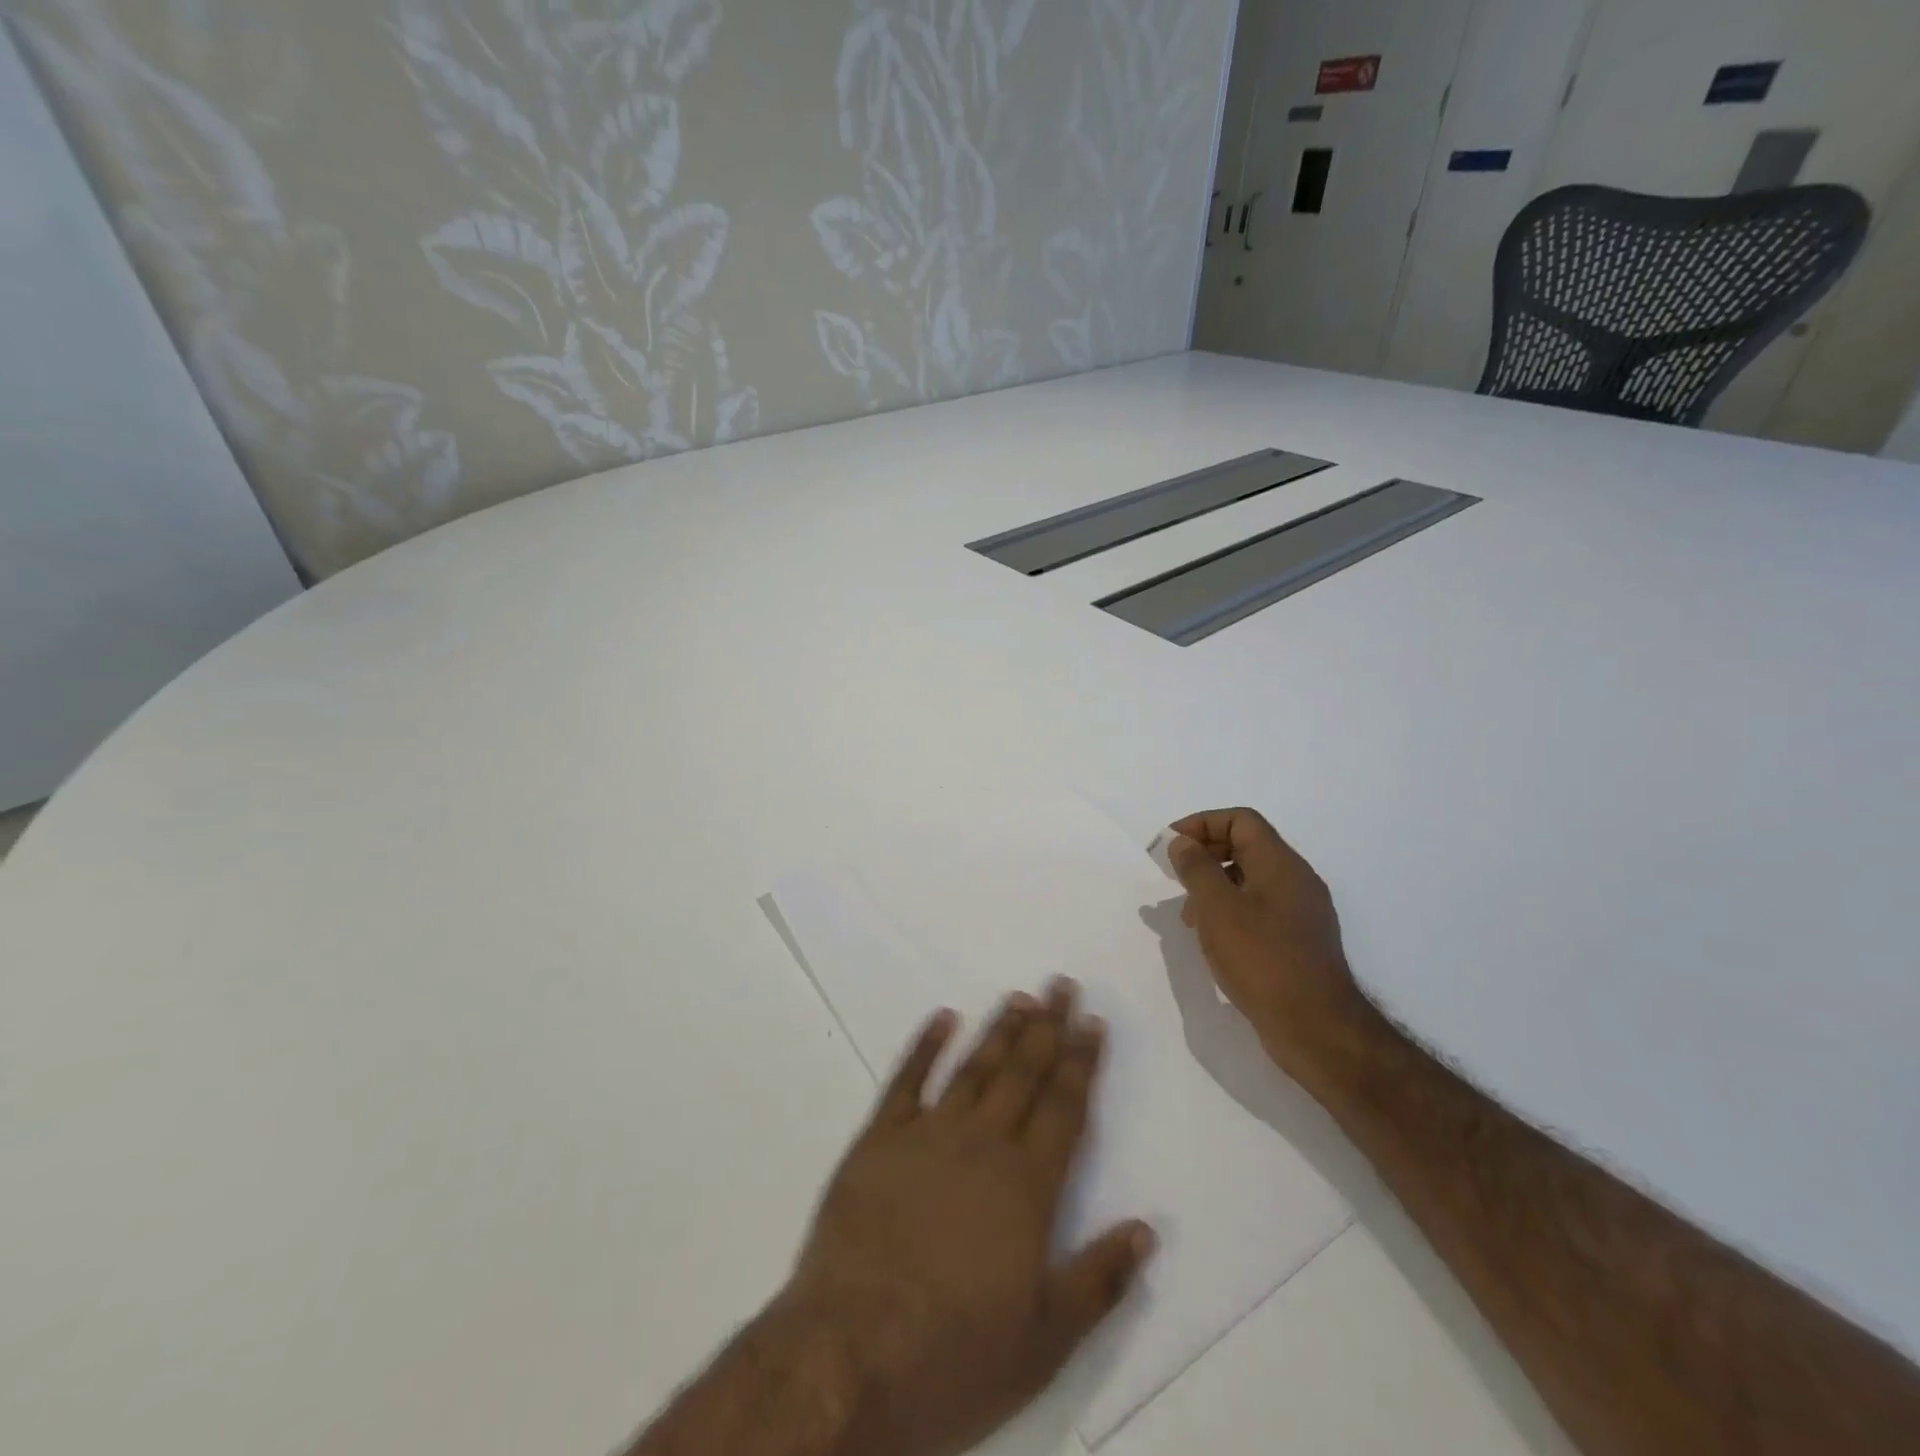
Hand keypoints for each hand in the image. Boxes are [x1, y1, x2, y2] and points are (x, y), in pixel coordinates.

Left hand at [784, 980, 1153, 1455]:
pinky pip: (906, 1081)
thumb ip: (1099, 1280)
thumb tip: (1147, 1228)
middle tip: (1061, 984)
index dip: (1081, 1061)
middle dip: (1047, 1026)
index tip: (1092, 1020)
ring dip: (998, 1030)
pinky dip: (925, 1046)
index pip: (1064, 1108)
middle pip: (1023, 1073)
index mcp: (1026, 1186)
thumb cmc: (954, 1354)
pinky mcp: (878, 1141)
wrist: (849, 1354)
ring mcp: (926, 1136)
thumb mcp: (1044, 1340)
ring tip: (1019, 996)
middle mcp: (982, 1145)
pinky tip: (942, 1018)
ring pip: (973, 1068)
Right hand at [1166, 808, 1367, 1081]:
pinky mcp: (1298, 942)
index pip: (1240, 820)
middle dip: (1204, 854)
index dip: (1201, 824)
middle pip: (1246, 846)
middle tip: (1173, 876)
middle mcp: (1296, 880)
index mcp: (1281, 864)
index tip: (1170, 846)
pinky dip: (1230, 912)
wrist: (1316, 1028)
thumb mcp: (1218, 909)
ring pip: (1250, 880)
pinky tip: (1213, 939)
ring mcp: (1300, 913)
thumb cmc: (1262, 960)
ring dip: (1214, 886)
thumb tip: (1183, 843)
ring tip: (1187, 916)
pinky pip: (1258, 909)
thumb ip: (1196, 869)